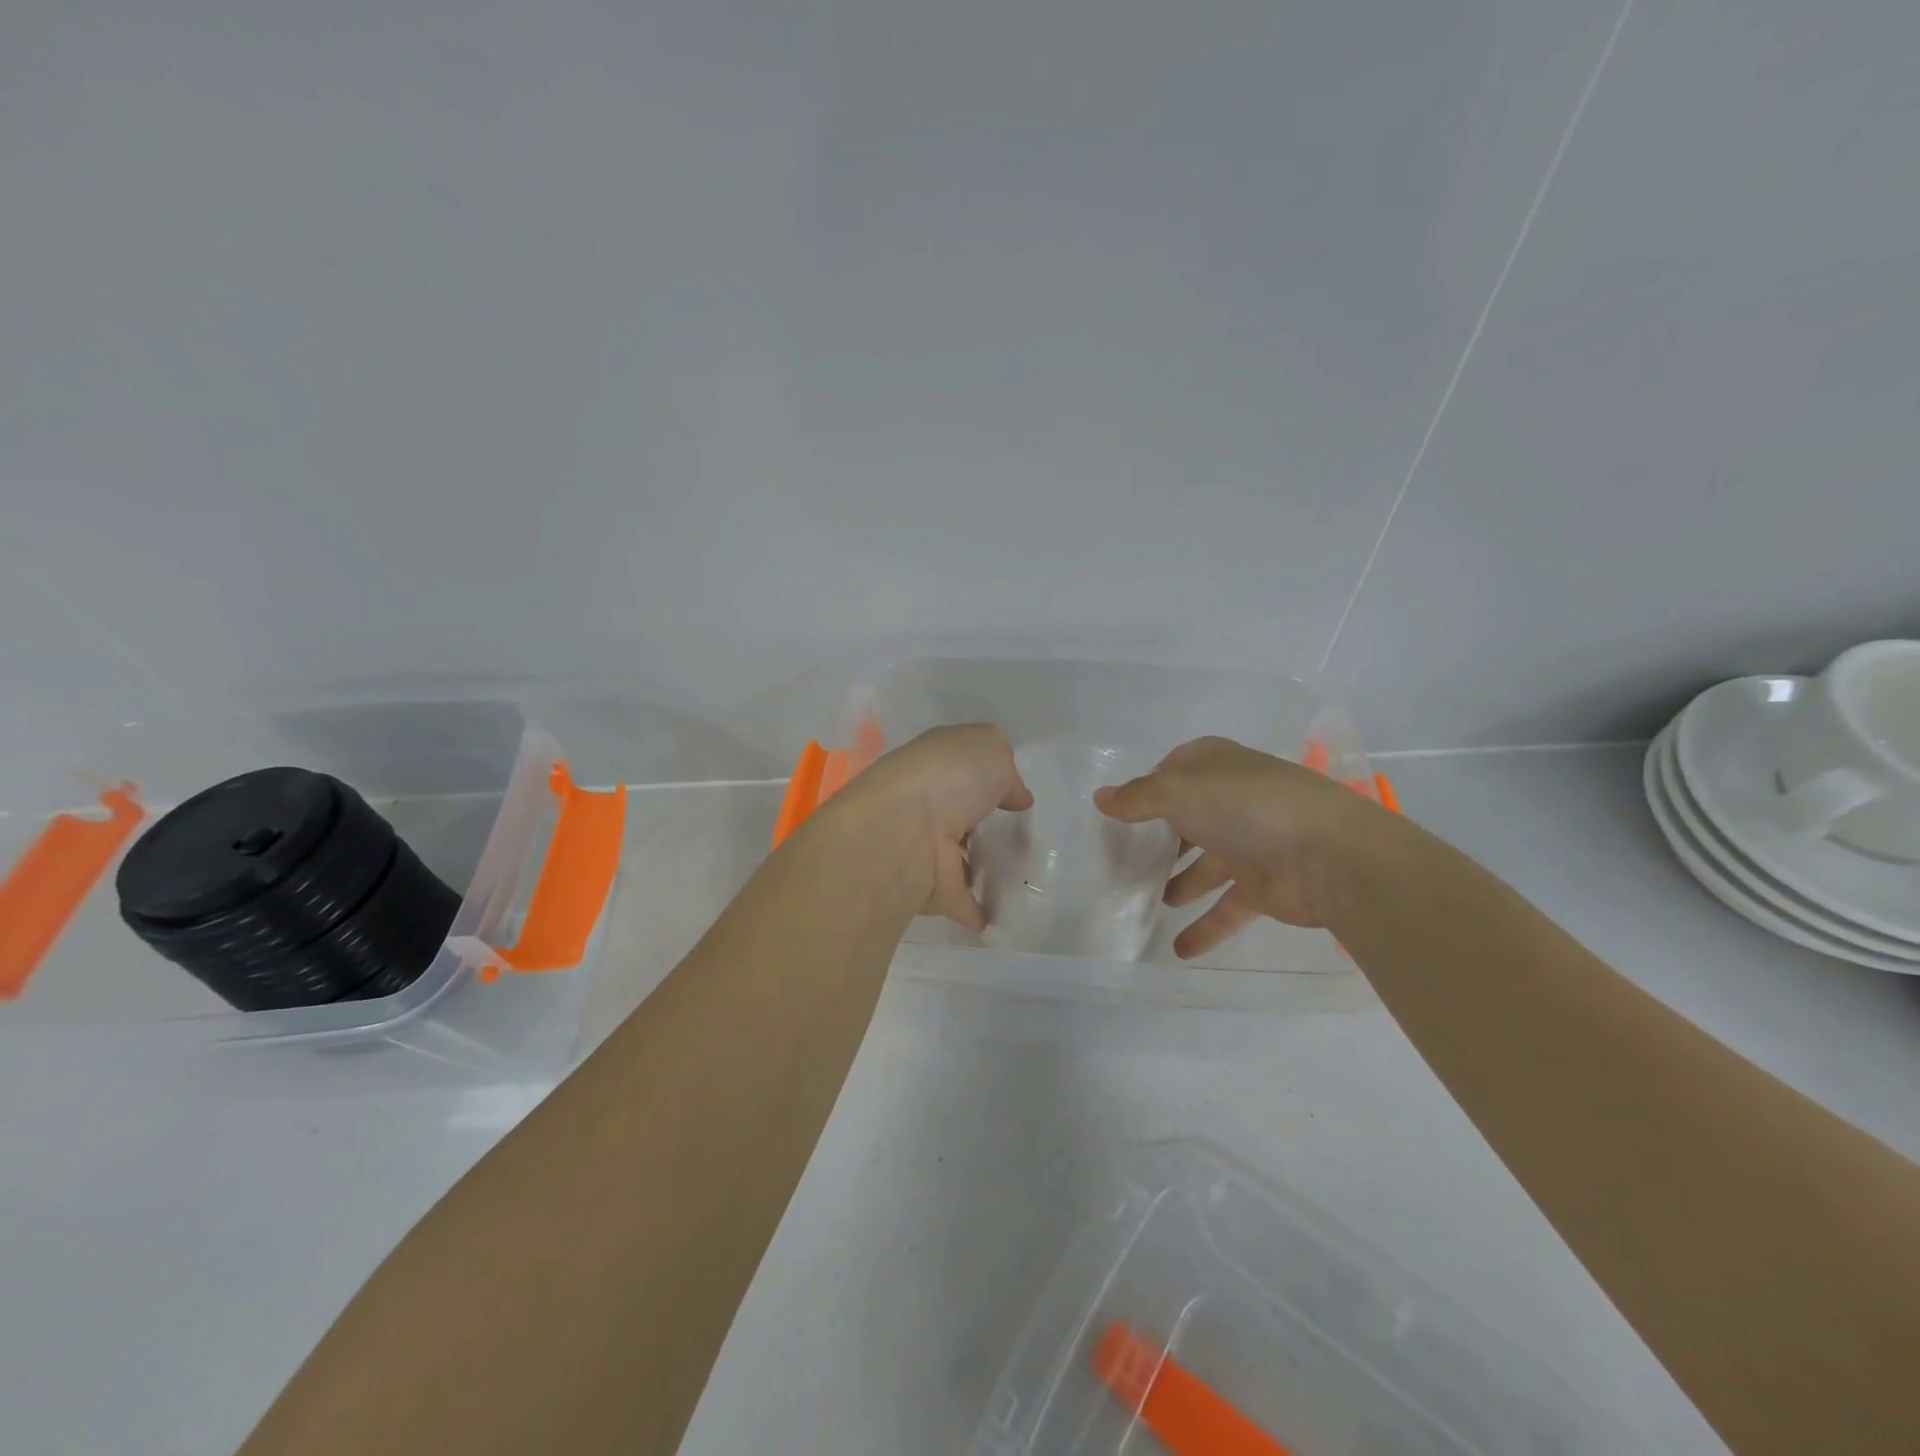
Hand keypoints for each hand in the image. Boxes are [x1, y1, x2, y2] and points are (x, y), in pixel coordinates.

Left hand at [828, 724, 1032, 930]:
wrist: (903, 828)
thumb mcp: (989, 748)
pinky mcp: (926, 888)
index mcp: (932, 766)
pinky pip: (956, 900)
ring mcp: (921, 847)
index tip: (1011, 797)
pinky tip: (993, 917)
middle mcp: (922, 804)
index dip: (984, 777)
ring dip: (973, 866)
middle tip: (1010, 835)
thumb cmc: (948, 776)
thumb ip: (1005, 768)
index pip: (958, 769)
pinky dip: (973, 909)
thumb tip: (1013, 795)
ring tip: (1009, 874)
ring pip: (952, 857)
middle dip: (975, 823)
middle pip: (954, 814)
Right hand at [1093, 736, 1384, 956]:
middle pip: (1188, 819)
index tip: (1120, 812)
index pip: (1174, 771)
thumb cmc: (1247, 808)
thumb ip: (1137, 798)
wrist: (1330, 856)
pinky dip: (1205, 927)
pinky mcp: (1264, 886)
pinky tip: (1178, 949)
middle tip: (1123, 862)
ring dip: (1179, 884)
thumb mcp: (1179, 792)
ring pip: (1205, 866)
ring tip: (1146, 904)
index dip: (1148, 787)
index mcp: (1216, 767)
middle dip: (1160, 840)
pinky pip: (1226, 908)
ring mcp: (1250, 844)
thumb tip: (1101, 798)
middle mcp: (1232, 801)